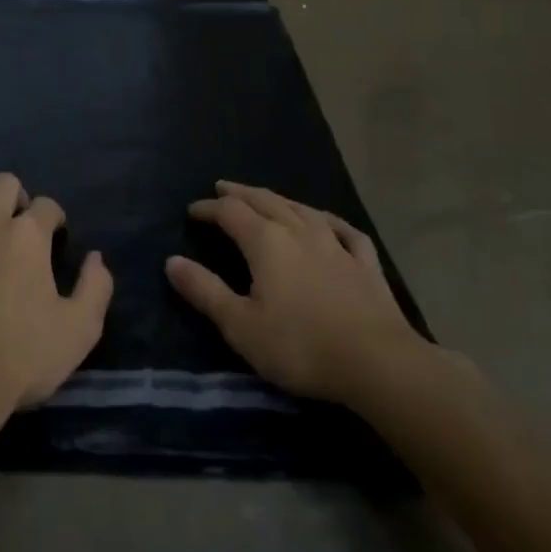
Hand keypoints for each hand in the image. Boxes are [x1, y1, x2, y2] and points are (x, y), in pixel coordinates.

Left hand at [0, 173, 112, 440]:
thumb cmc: (22, 358)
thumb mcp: (79, 331)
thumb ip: (96, 288)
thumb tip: (96, 257)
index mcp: (29, 235)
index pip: (47, 205)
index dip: (55, 219)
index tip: (55, 239)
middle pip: (5, 183)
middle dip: (18, 199)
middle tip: (21, 230)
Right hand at [165, 180, 427, 410]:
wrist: (379, 364)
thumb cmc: (302, 347)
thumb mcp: (242, 326)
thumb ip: (205, 291)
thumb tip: (171, 261)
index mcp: (265, 241)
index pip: (229, 212)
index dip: (208, 208)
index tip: (192, 211)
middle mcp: (297, 230)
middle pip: (263, 200)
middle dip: (239, 193)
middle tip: (222, 187)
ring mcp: (334, 243)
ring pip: (300, 208)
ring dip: (277, 199)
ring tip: (264, 197)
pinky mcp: (365, 263)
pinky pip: (343, 229)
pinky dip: (328, 220)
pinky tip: (326, 221)